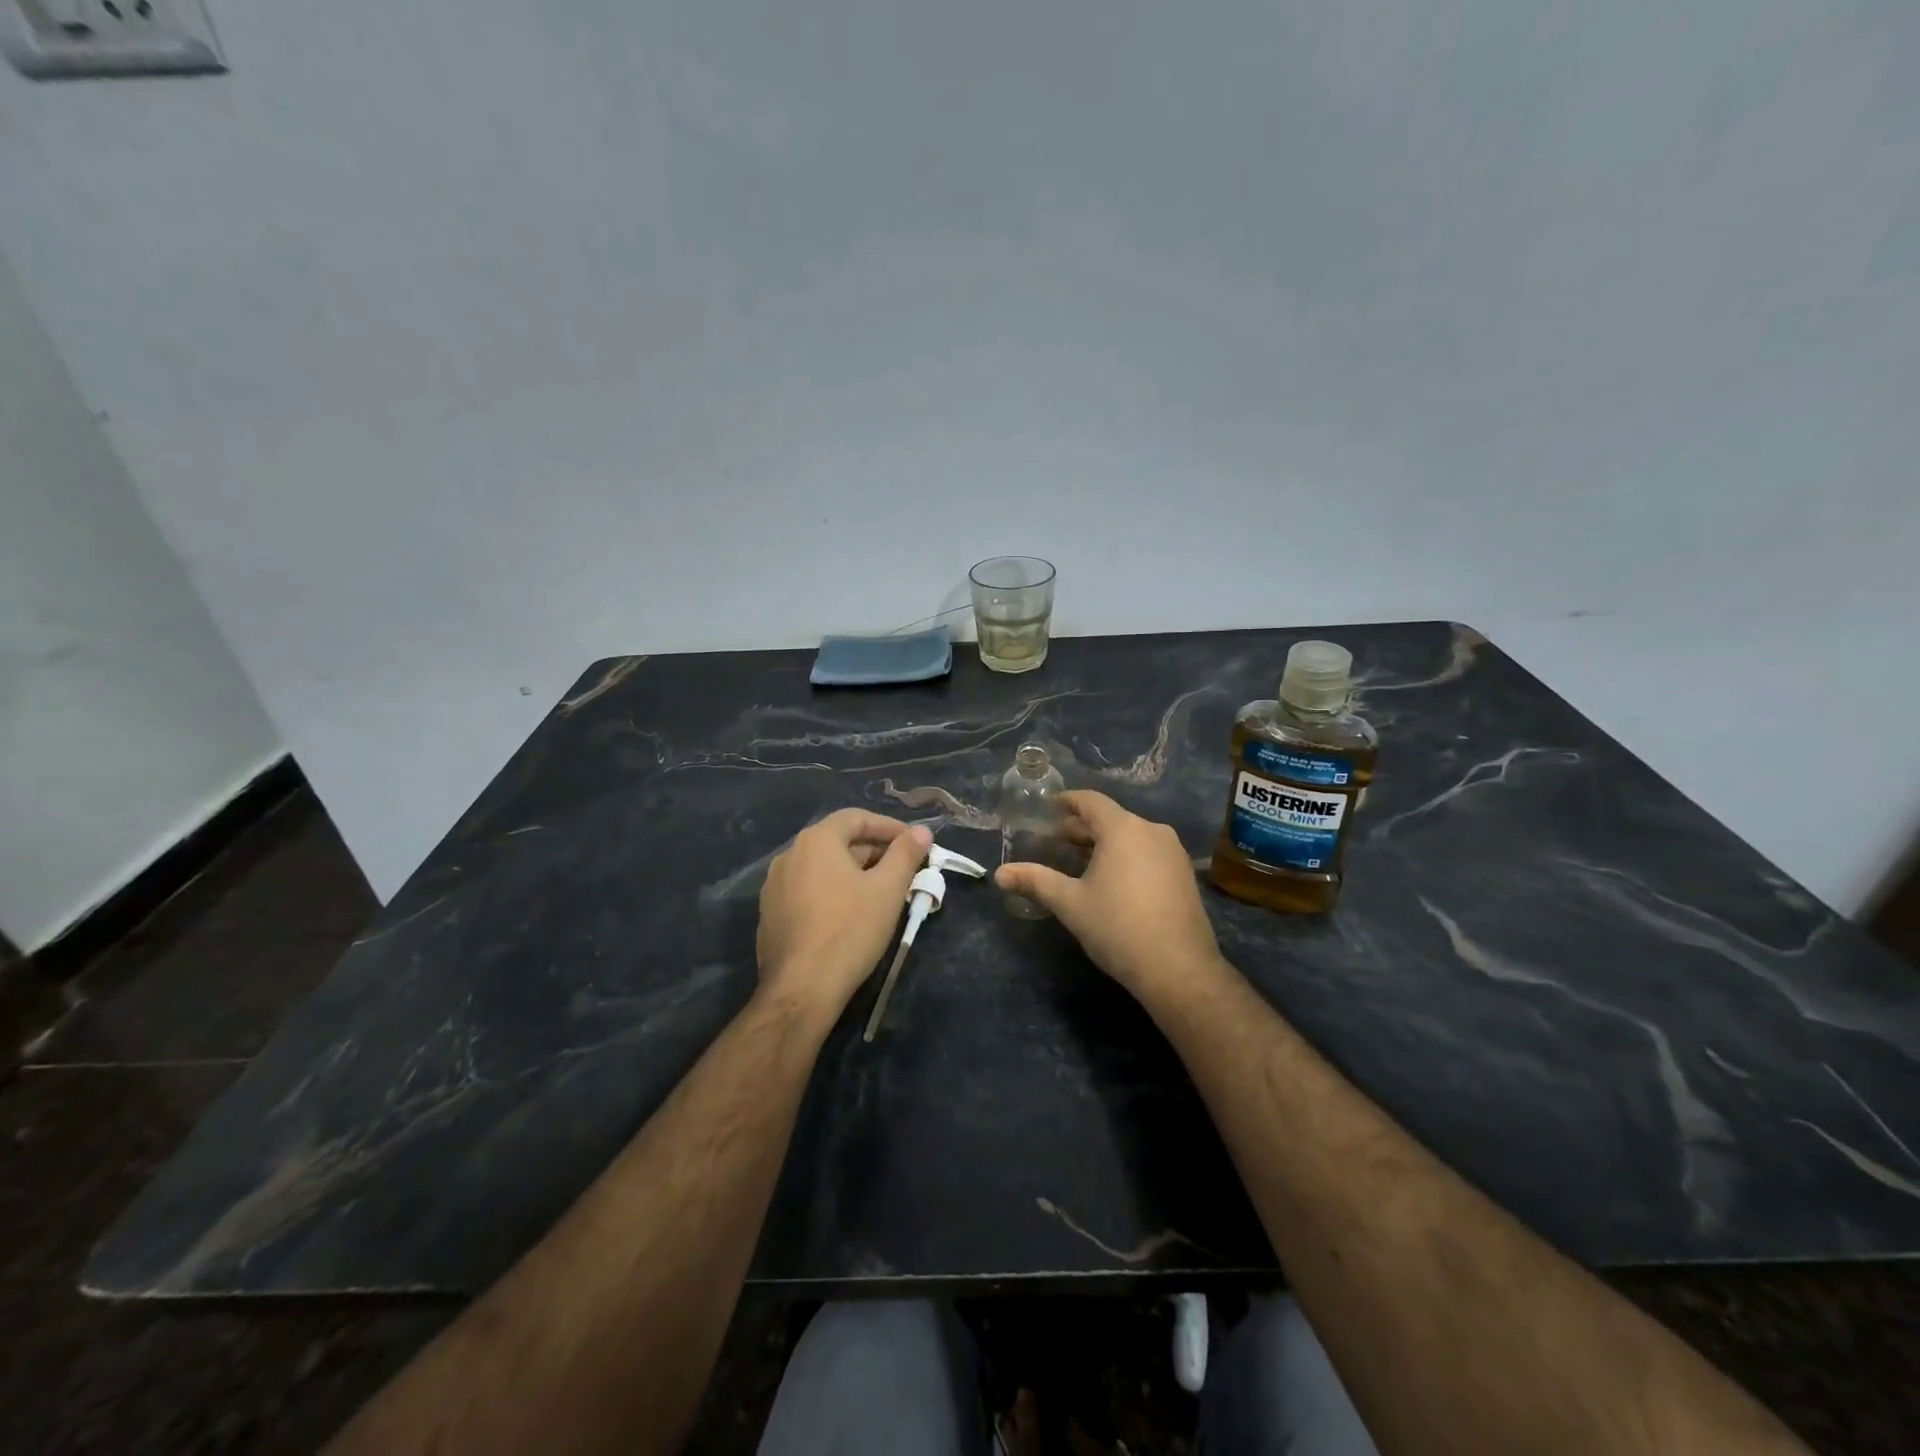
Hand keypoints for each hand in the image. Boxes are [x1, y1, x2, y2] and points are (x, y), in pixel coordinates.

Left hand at [757, 810, 931, 1019]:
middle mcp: (789, 855)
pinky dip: (833, 892)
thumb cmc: (850, 930)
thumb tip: (922, 830)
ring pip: (823, 868)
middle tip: (904, 872)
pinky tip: (850, 916)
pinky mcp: (771, 914)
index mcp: (816, 841)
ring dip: (854, 873)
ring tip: (881, 894)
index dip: (889, 827)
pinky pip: (808, 891)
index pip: (857, 818)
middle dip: (874, 853)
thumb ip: (906, 854)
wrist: (801, 989)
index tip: (914, 843)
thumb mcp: (888, 890)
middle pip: (839, 842)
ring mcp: (775, 886)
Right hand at [995, 791, 1221, 997]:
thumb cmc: (1118, 927)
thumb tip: (999, 874)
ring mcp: (1173, 853)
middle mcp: (1152, 831)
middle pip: (1111, 818)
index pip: (1091, 801)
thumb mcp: (1070, 903)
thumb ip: (1035, 881)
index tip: (1049, 807)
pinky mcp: (1184, 874)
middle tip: (1056, 840)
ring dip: (1104, 843)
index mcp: (1123, 829)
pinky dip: (1126, 856)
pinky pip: (1148, 852)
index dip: (1067, 801)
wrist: (1179, 969)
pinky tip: (1112, 879)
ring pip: (1131, 836)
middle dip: (1082, 827)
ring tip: (1080, 861)